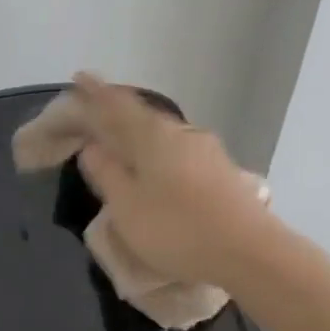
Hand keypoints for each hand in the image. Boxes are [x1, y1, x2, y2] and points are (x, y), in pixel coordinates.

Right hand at [72, 72, 281, 287]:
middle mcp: (181, 133)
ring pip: (164, 134)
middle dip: (118, 111)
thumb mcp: (127, 206)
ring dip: (141, 133)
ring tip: (125, 140)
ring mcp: (207, 150)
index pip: (117, 106)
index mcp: (152, 136)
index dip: (96, 94)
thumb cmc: (177, 229)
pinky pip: (180, 150)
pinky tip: (160, 165)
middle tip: (98, 110)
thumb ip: (107, 173)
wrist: (249, 252)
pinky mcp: (222, 171)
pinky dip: (161, 152)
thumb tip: (93, 146)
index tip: (79, 78)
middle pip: (142, 116)